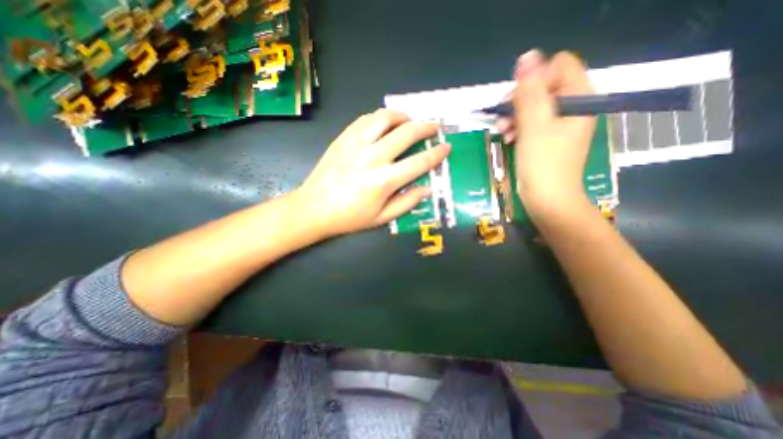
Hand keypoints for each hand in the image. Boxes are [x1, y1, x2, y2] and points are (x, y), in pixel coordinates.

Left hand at [297, 109, 449, 239]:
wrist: (313, 208)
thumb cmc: (349, 217)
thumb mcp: (382, 218)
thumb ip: (407, 202)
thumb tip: (428, 188)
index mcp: (384, 180)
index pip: (419, 162)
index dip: (437, 153)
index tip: (446, 146)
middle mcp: (373, 157)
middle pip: (407, 132)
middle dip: (426, 127)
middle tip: (434, 127)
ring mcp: (356, 143)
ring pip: (385, 117)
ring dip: (403, 116)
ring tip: (410, 121)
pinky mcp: (343, 137)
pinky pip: (366, 119)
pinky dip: (381, 117)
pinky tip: (385, 124)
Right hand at [497, 50, 597, 217]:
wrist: (548, 199)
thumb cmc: (543, 164)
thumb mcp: (534, 126)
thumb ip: (530, 92)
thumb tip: (527, 57)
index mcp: (579, 97)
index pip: (558, 66)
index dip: (534, 80)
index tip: (517, 102)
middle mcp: (573, 106)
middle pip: (543, 85)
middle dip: (519, 100)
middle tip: (504, 118)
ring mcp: (560, 123)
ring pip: (534, 104)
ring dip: (514, 115)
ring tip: (503, 131)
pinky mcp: (548, 137)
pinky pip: (532, 121)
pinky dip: (518, 127)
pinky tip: (507, 137)